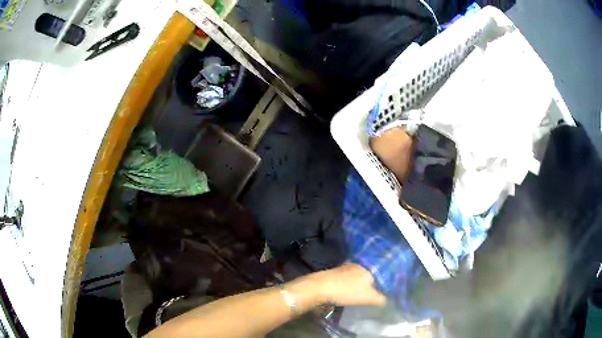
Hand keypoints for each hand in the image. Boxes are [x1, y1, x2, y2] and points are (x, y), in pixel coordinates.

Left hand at [316, 263, 385, 306]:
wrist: (319, 287)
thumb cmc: (346, 291)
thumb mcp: (368, 298)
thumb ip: (380, 299)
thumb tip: (387, 300)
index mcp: (368, 269)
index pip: (380, 276)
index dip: (382, 285)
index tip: (383, 293)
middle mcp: (358, 266)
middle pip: (368, 276)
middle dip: (371, 285)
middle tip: (372, 296)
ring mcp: (345, 268)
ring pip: (357, 277)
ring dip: (359, 285)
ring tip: (360, 296)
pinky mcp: (334, 272)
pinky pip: (347, 279)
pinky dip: (349, 285)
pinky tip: (347, 293)